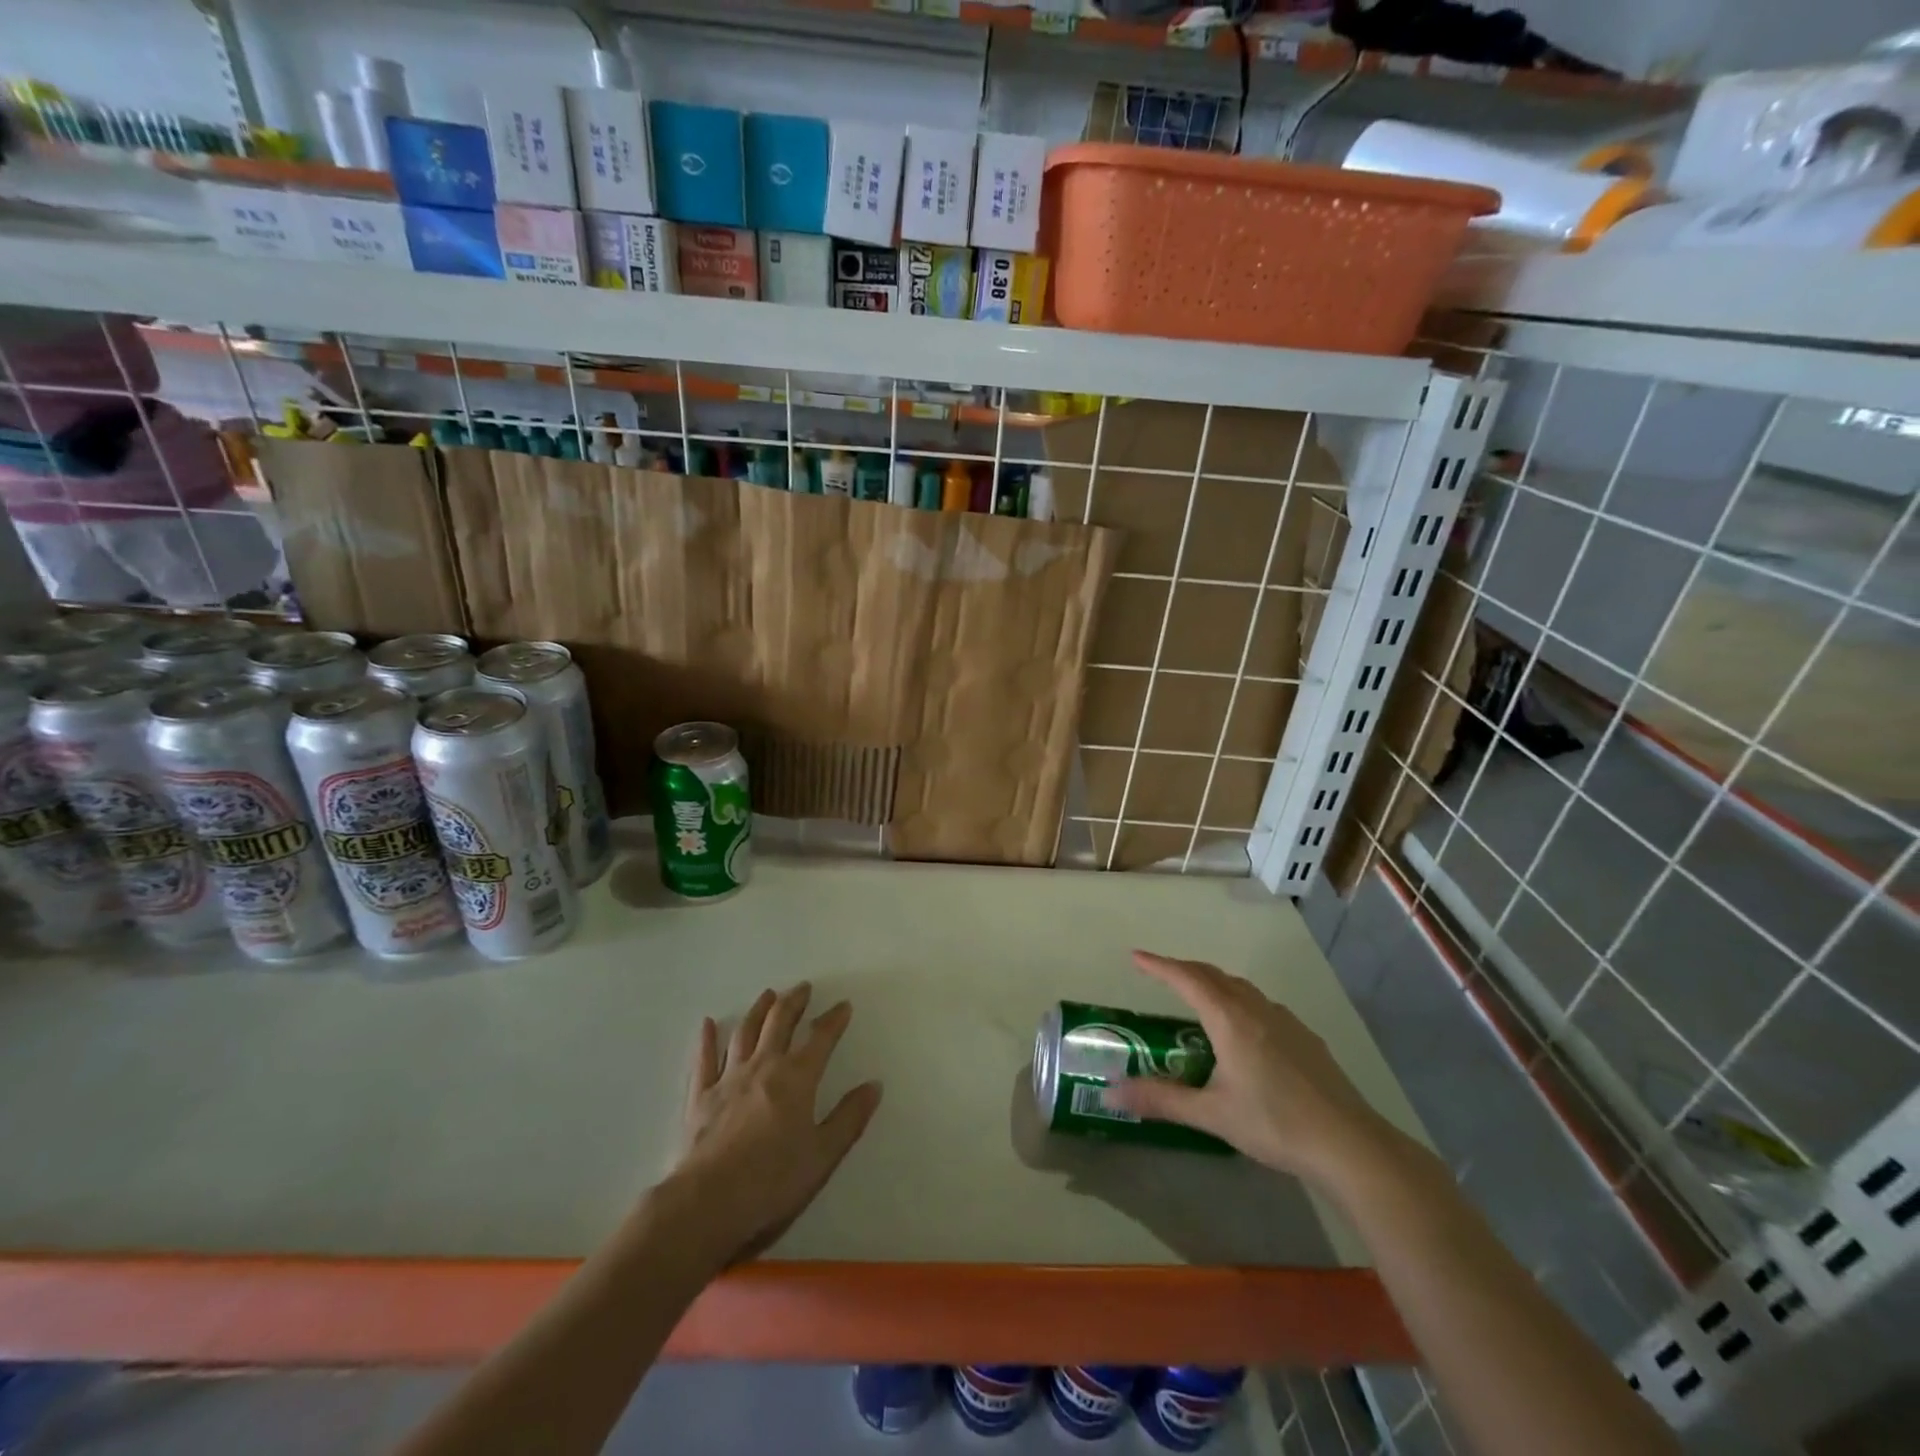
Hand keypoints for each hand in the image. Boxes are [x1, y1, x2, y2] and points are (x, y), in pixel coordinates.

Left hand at [673, 982, 882, 1265]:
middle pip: (779, 1023)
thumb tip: (874, 1085)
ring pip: (744, 1033)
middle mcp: (763, 1067)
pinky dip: (706, 1039)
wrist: (708, 1202)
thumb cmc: (772, 1181)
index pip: (820, 1038)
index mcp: (796, 1078)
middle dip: (794, 1002)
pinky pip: (704, 1060)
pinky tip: (707, 1023)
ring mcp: (728, 1079)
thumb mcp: (823, 1155)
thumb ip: (849, 1118)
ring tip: (767, 994)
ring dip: (758, 1010)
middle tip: (803, 987)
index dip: (833, 1020)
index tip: (843, 1005)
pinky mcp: (700, 1097)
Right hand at [1104, 951, 1396, 1185]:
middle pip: (1213, 976)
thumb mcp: (1212, 1114)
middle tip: (1160, 974)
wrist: (1349, 1145)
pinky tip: (1243, 1031)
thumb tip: (1111, 1093)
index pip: (1186, 979)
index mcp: (1230, 1019)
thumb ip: (1161, 1099)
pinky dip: (1238, 1001)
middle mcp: (1256, 1009)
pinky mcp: (1305, 1038)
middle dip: (1184, 970)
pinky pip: (1261, 1005)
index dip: (1159, 966)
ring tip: (1198, 997)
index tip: (1136, 956)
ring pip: (1240, 988)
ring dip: (1213, 983)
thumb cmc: (1274, 1124)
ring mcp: (1285, 1021)